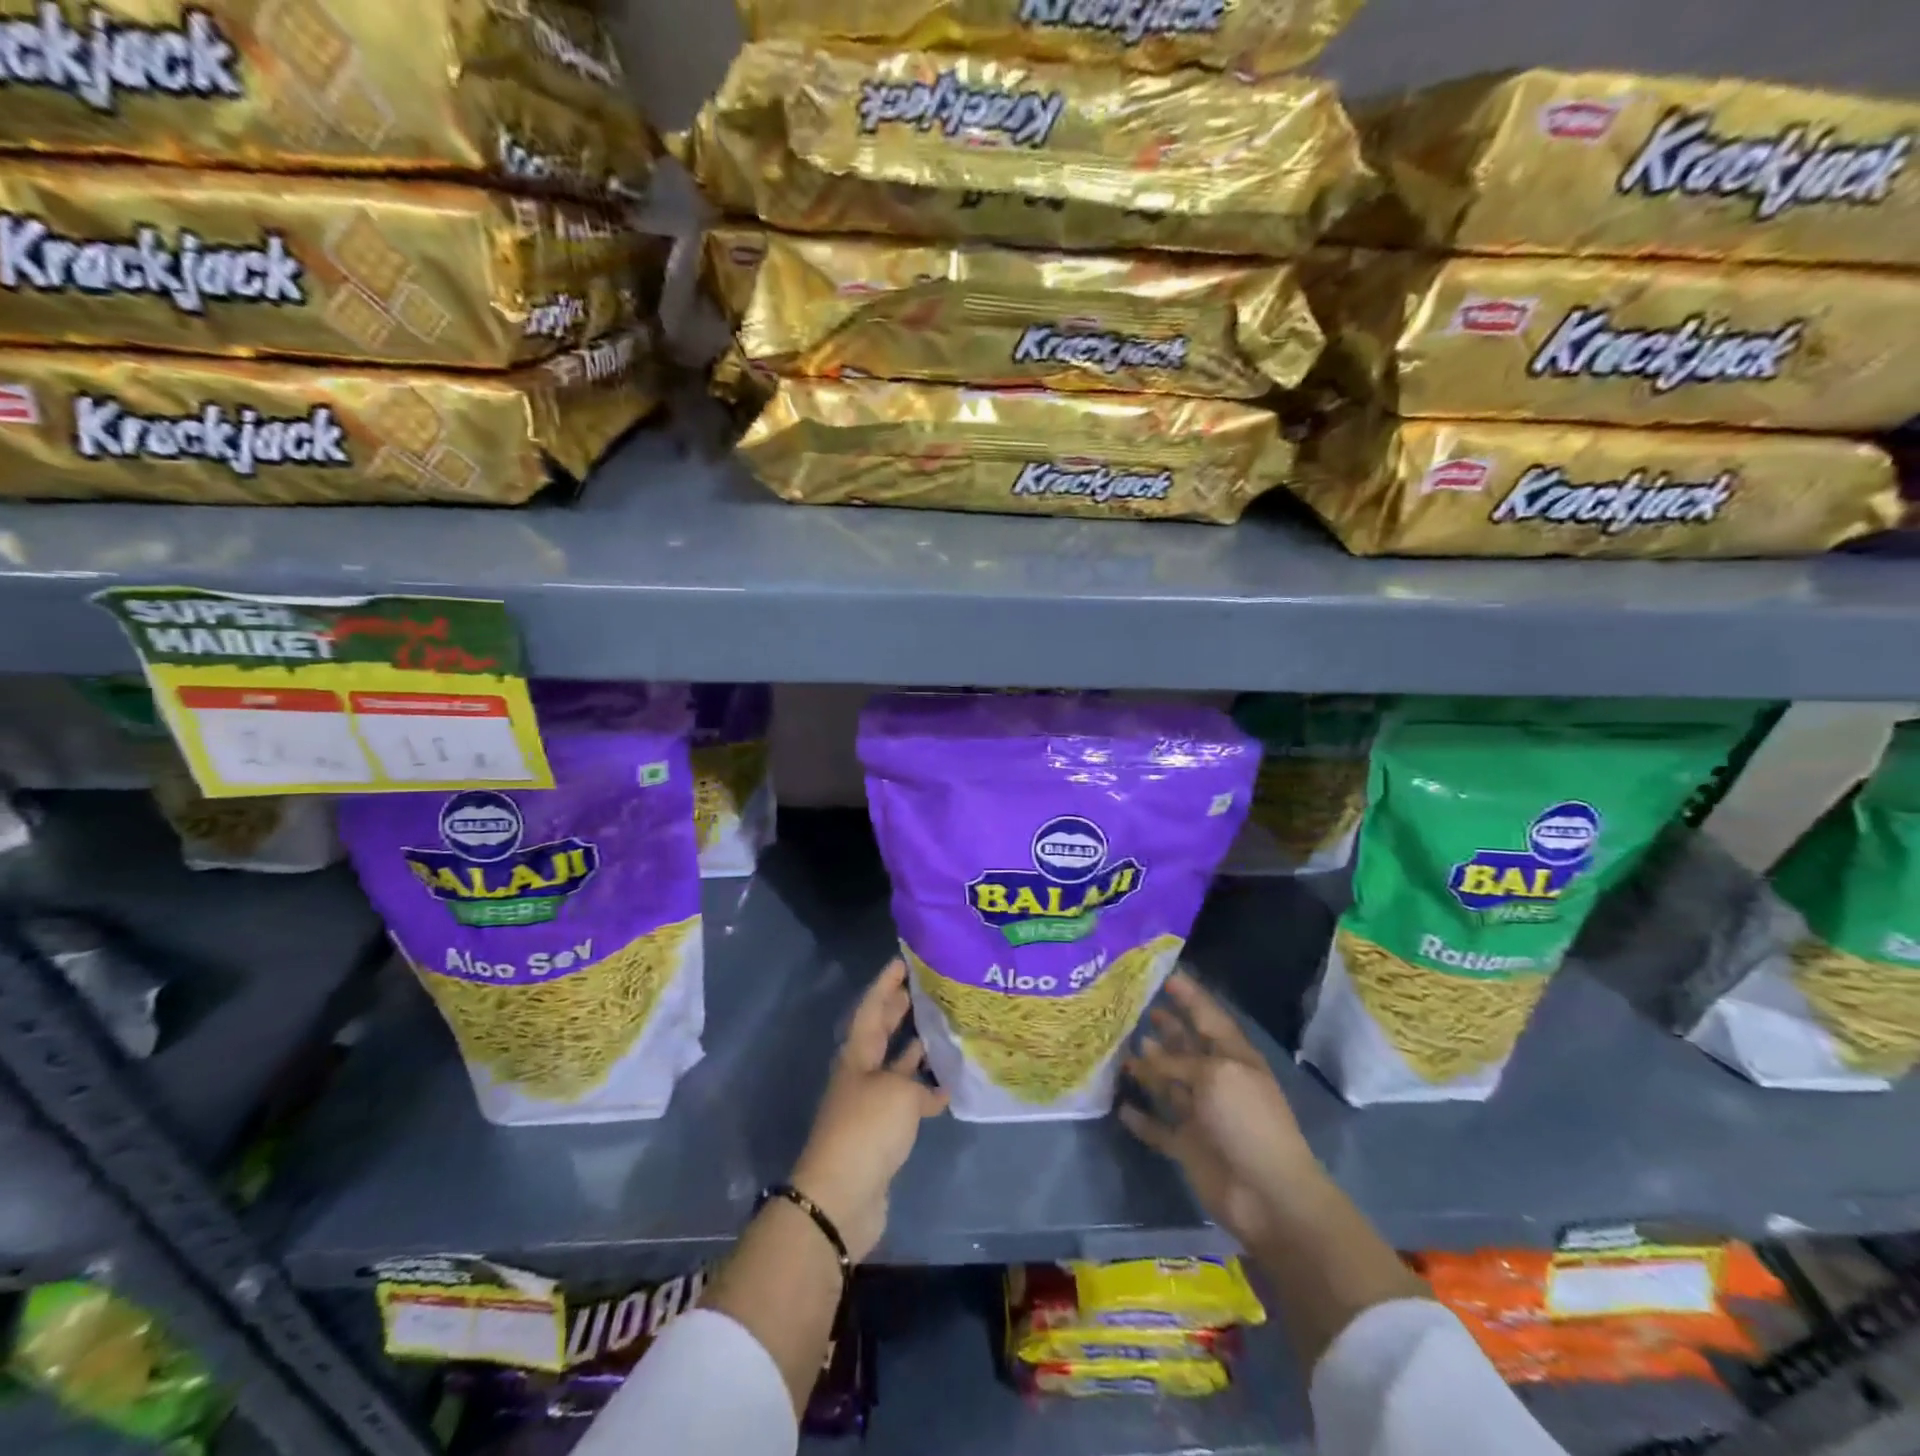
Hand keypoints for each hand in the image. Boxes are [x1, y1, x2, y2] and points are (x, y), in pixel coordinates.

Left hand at [791, 959, 947, 1261]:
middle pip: (879, 1033)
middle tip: (921, 988)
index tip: (902, 961)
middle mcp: (861, 1074)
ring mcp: (870, 1104)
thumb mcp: (897, 1093)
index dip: (885, 984)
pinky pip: (906, 1101)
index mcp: (856, 1055)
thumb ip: (918, 1082)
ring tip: (940, 1029)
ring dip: (913, 1049)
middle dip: (897, 1010)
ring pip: (894, 1066)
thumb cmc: (866, 1129)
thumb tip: (934, 1085)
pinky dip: (925, 1093)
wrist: (842, 1197)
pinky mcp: (882, 1134)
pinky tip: (948, 1087)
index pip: (871, 1008)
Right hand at [1121, 971, 1320, 1250]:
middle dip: (1167, 1028)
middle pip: (1187, 1048)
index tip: (1167, 975)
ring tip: (1122, 1047)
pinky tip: (1121, 1106)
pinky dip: (1141, 1118)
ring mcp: (1201, 1115)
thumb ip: (1178, 1062)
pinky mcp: (1187, 1147)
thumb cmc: (1248, 1121)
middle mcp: (1216, 1081)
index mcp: (1234, 1059)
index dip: (1190, 997)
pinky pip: (1158, 1128)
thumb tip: (1146, 1056)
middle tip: (1138, 1007)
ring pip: (1168, 1084)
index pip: (1209, 1018)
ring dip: (1148, 1067)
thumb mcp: (1215, 1076)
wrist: (1268, 1195)